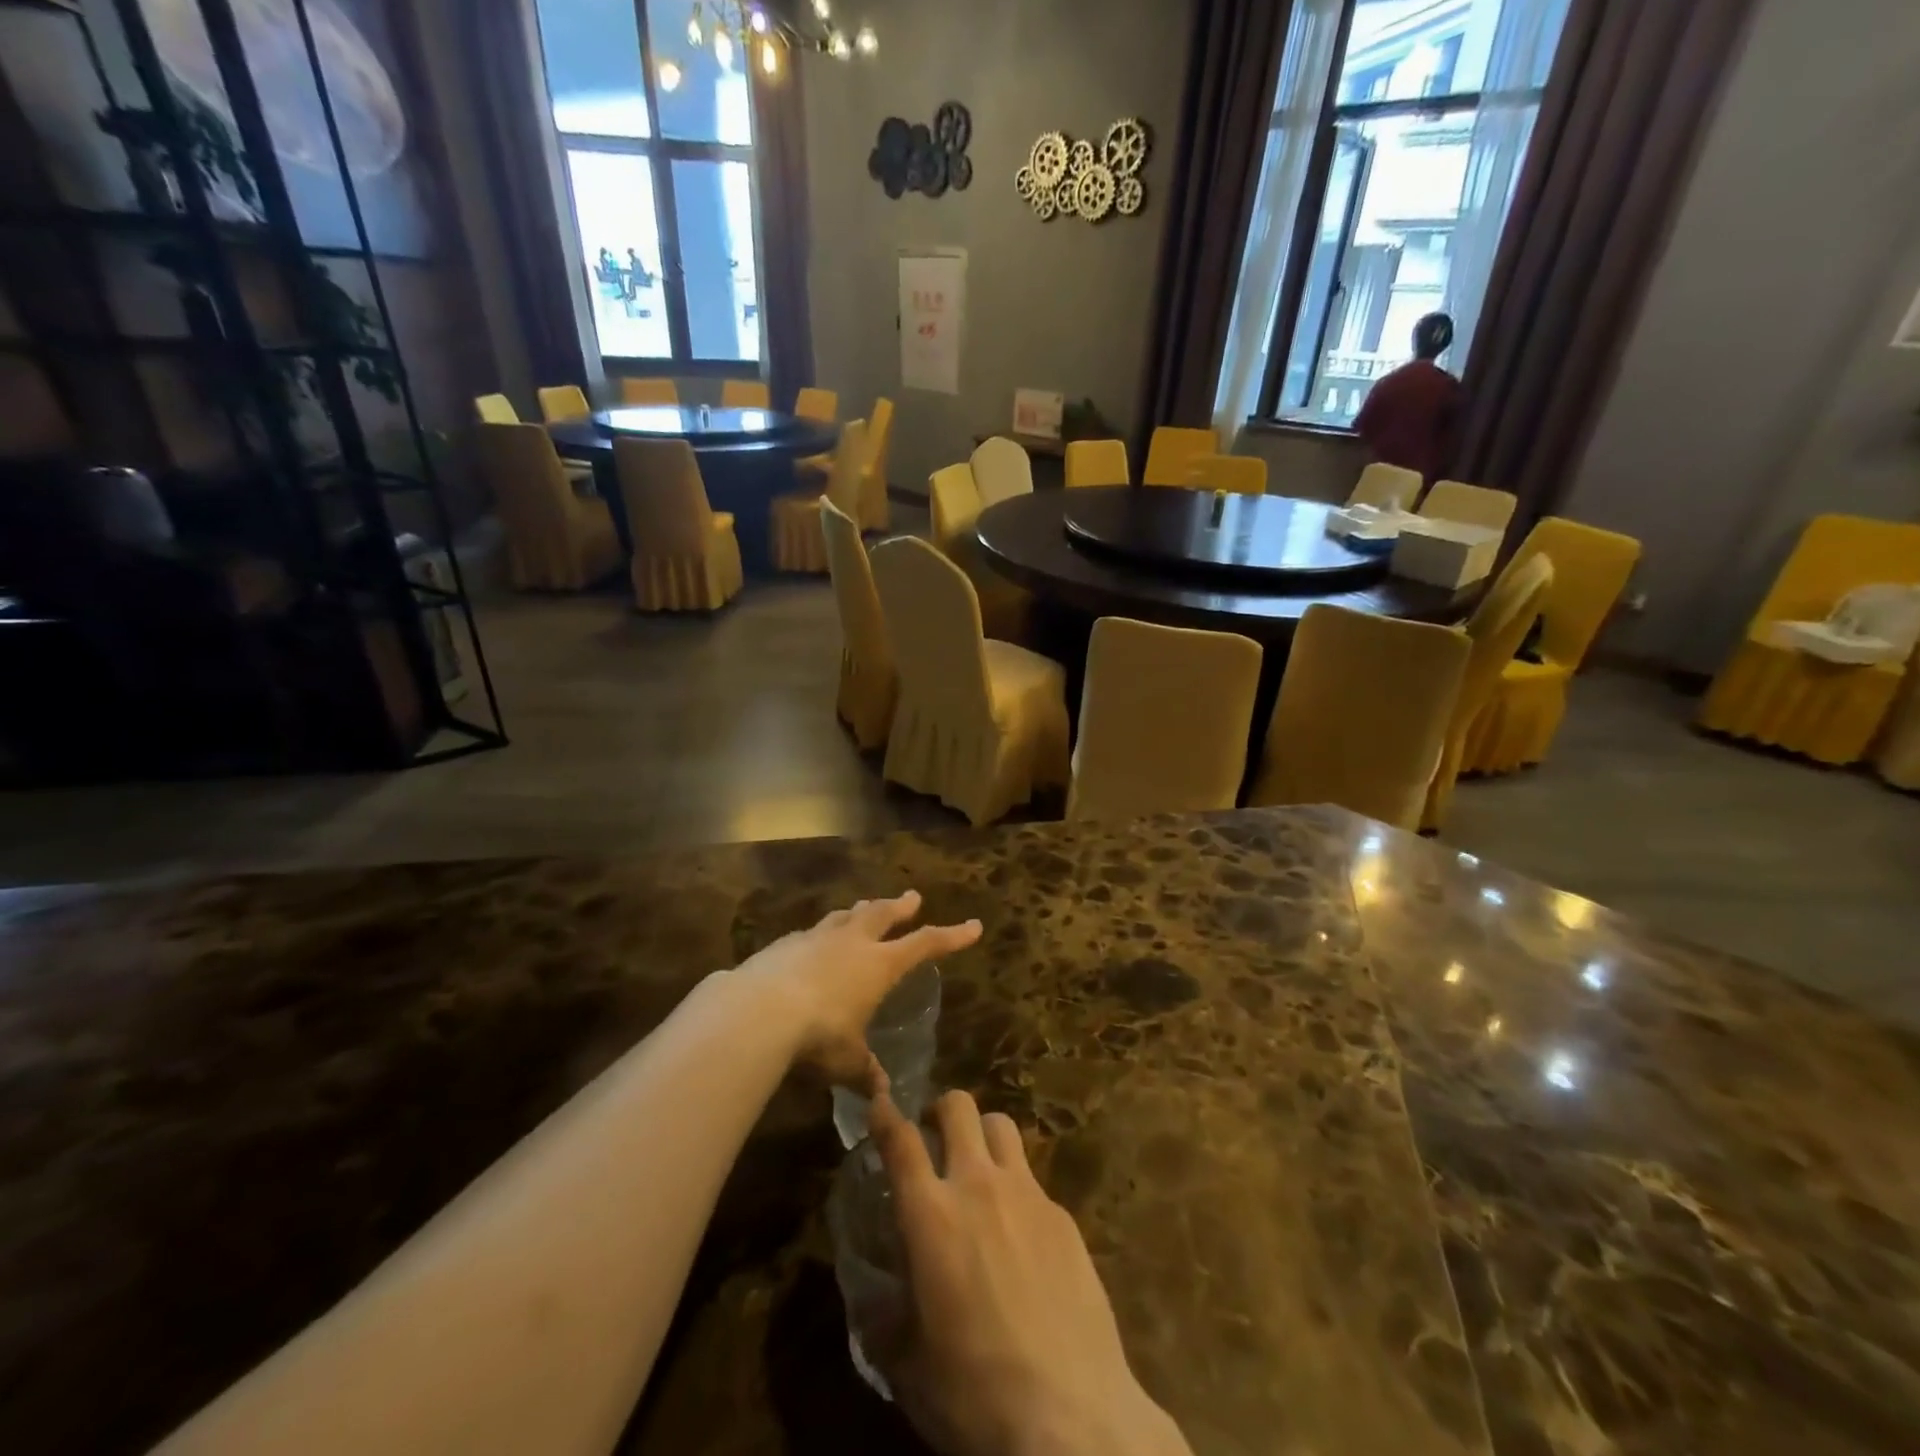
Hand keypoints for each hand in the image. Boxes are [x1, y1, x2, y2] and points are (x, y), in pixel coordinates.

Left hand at [728, 891, 979, 1086]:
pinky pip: (811, 932)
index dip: (951, 936)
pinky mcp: (784, 944)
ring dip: (860, 910)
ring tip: (865, 906)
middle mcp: (851, 942)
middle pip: (882, 914)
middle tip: (912, 897)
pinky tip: (813, 941)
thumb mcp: (846, 1061)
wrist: (757, 1011)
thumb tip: (879, 1094)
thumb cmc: (817, 1036)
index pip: (925, 944)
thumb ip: (863, 1071)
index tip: (973, 926)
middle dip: (900, 906)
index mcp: (878, 964)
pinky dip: (821, 933)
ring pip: (846, 916)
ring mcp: (816, 938)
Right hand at [871, 1090, 1190, 1455]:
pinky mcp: (1063, 1215)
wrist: (1072, 1416)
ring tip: (978, 1167)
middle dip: (941, 1111)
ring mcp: (1027, 1194)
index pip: (900, 1140)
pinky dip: (1016, 1188)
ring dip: (982, 1134)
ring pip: (1001, 1125)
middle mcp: (978, 1186)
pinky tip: (1019, 1233)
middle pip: (959, 1107)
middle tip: (934, 1138)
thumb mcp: (909, 1366)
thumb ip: (885, 1319)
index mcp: (931, 1215)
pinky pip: (1032, 1178)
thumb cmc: (975, 1394)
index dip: (885, 1112)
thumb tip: (875, 1301)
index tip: (879, 1098)